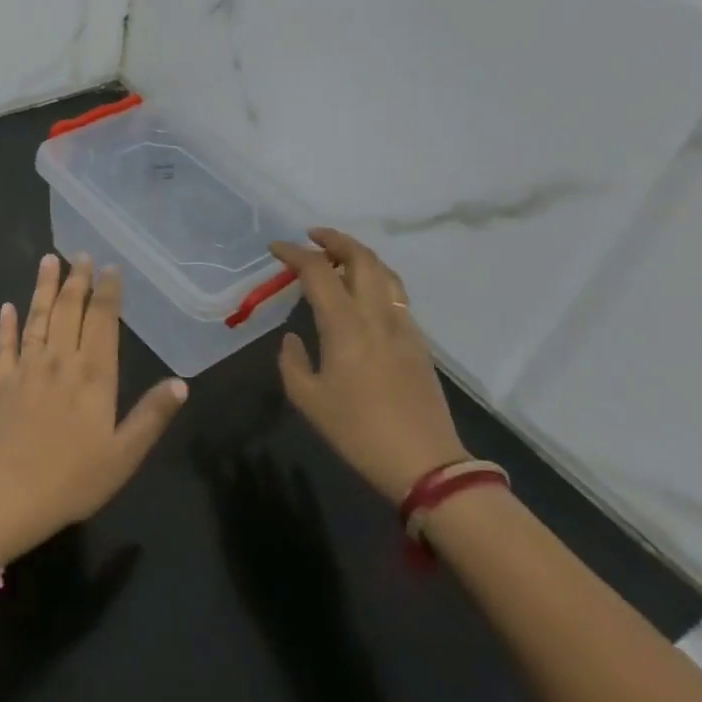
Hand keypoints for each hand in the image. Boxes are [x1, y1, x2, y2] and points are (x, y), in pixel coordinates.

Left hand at [0, 254, 187, 551]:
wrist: (9, 494)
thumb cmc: (74, 478)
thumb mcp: (125, 454)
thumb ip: (152, 415)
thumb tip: (181, 382)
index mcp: (94, 374)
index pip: (102, 321)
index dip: (107, 292)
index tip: (110, 268)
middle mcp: (60, 360)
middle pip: (68, 310)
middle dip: (77, 280)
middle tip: (81, 255)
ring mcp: (27, 368)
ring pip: (37, 318)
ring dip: (43, 288)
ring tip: (48, 260)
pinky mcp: (1, 381)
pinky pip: (4, 344)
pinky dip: (6, 324)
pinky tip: (7, 307)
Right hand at [269, 229, 466, 504]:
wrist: (425, 464)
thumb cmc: (357, 431)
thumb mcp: (308, 399)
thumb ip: (292, 361)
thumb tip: (294, 338)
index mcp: (345, 325)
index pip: (318, 271)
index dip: (295, 253)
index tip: (276, 248)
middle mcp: (376, 315)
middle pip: (362, 258)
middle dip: (335, 240)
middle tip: (311, 237)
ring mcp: (403, 326)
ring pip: (385, 272)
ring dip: (359, 255)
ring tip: (337, 258)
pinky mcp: (418, 342)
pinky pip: (396, 294)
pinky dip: (375, 278)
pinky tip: (362, 294)